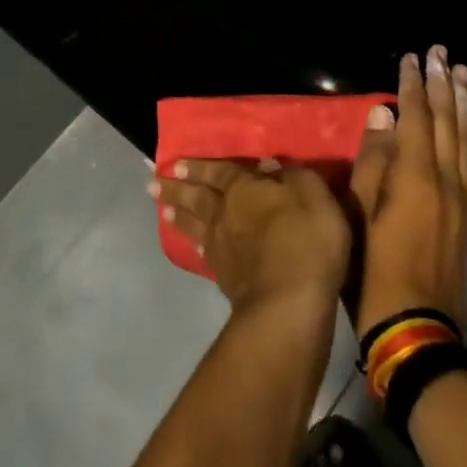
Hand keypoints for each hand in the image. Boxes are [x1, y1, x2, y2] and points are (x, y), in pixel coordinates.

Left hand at [154, 159, 351, 314]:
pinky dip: (196, 245)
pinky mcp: (226, 279)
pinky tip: (194, 246)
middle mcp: (225, 214)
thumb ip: (292, 176)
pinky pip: (204, 253)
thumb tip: (269, 166)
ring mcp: (222, 248)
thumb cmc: (305, 240)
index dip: (199, 167)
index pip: (219, 172)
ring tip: (163, 210)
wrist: (288, 303)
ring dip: (179, 215)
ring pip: (195, 225)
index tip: (175, 164)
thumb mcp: (312, 194)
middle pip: (197, 197)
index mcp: (244, 188)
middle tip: (154, 184)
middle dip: (176, 188)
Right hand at [350, 46, 466, 334]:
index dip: (412, 84)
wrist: (416, 329)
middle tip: (440, 51)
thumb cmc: (373, 270)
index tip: (411, 56)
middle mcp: (444, 178)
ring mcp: (463, 198)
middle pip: (445, 121)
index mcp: (413, 175)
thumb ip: (372, 161)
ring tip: (462, 72)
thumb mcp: (358, 213)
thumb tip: (384, 114)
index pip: (415, 117)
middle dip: (441, 84)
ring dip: (464, 104)